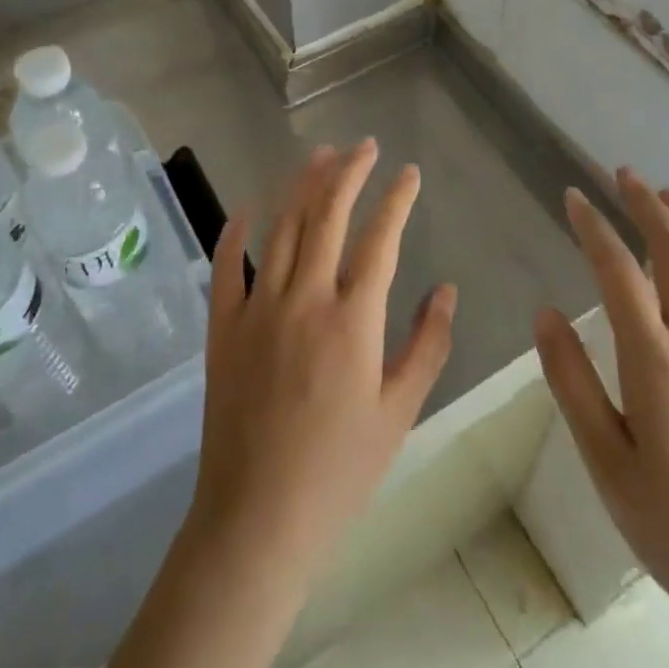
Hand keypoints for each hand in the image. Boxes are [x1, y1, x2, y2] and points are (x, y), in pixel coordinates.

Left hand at [191, 139, 457, 577]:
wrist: (257, 520)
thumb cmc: (339, 472)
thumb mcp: (399, 413)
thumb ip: (427, 345)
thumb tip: (445, 289)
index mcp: (353, 320)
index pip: (380, 239)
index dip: (396, 199)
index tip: (408, 172)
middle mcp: (304, 299)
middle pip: (327, 216)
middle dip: (349, 173)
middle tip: (365, 146)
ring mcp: (257, 308)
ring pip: (281, 227)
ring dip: (302, 186)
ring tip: (321, 156)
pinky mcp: (223, 327)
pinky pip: (226, 265)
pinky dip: (236, 230)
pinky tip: (249, 206)